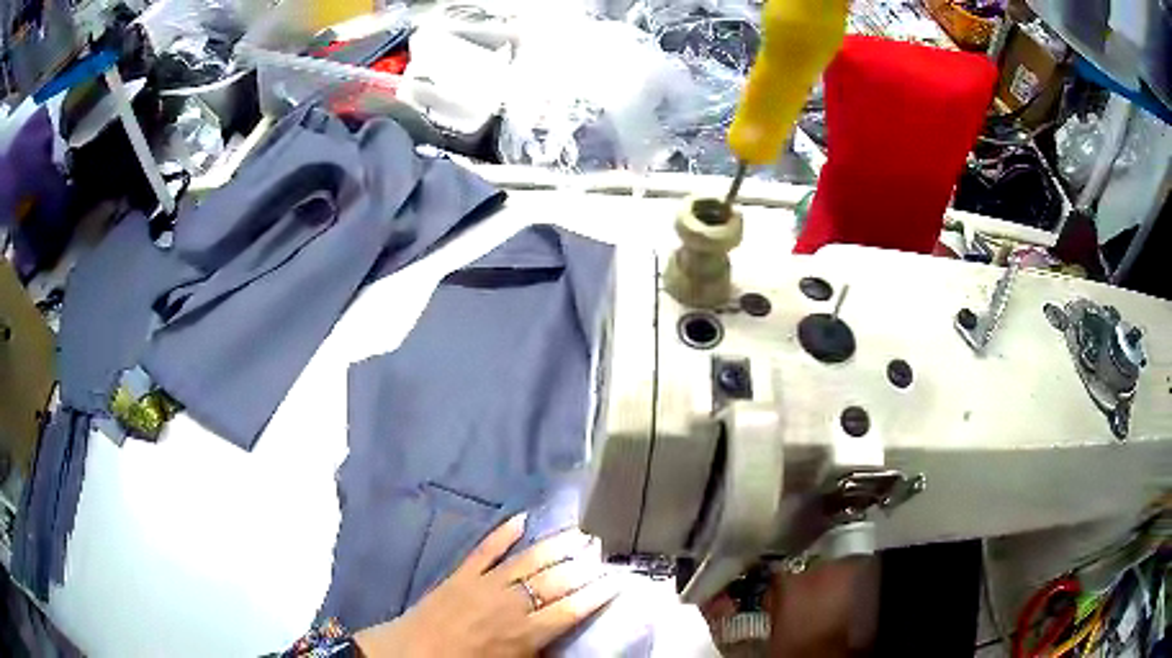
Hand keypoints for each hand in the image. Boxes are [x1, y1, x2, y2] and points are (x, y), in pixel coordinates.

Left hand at [355, 514, 619, 657]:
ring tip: (578, 534)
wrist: (412, 653)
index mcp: (527, 632)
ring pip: (529, 559)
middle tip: (602, 552)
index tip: (618, 579)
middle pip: (558, 580)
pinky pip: (487, 548)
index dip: (599, 593)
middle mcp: (512, 603)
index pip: (573, 608)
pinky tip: (522, 519)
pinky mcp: (462, 572)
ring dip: (556, 545)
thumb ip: (540, 654)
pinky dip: (504, 532)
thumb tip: (563, 642)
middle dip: (584, 566)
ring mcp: (485, 582)